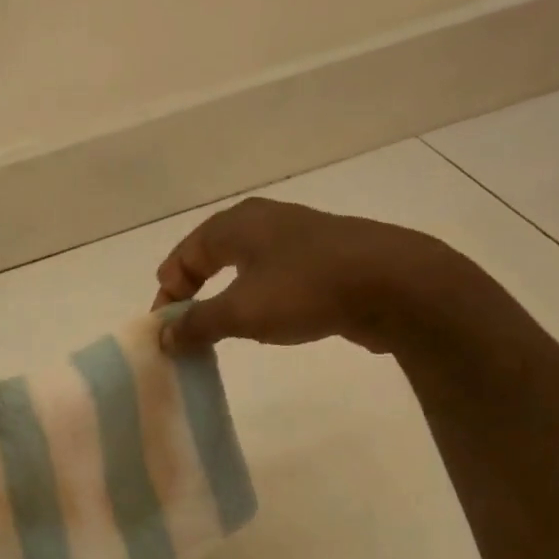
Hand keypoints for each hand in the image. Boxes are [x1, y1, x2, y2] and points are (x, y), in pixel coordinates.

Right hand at [152, 197, 462, 355]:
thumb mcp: (240, 311)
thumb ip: (196, 324)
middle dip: (194, 291)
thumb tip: (163, 337)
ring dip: (227, 296)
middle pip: (212, 255)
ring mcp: (298, 236)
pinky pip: (275, 275)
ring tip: (222, 326)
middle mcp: (264, 221)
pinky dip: (259, 296)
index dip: (168, 292)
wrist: (396, 284)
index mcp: (236, 224)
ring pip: (245, 265)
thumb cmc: (305, 289)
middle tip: (186, 326)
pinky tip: (268, 319)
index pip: (184, 255)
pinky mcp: (326, 257)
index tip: (165, 329)